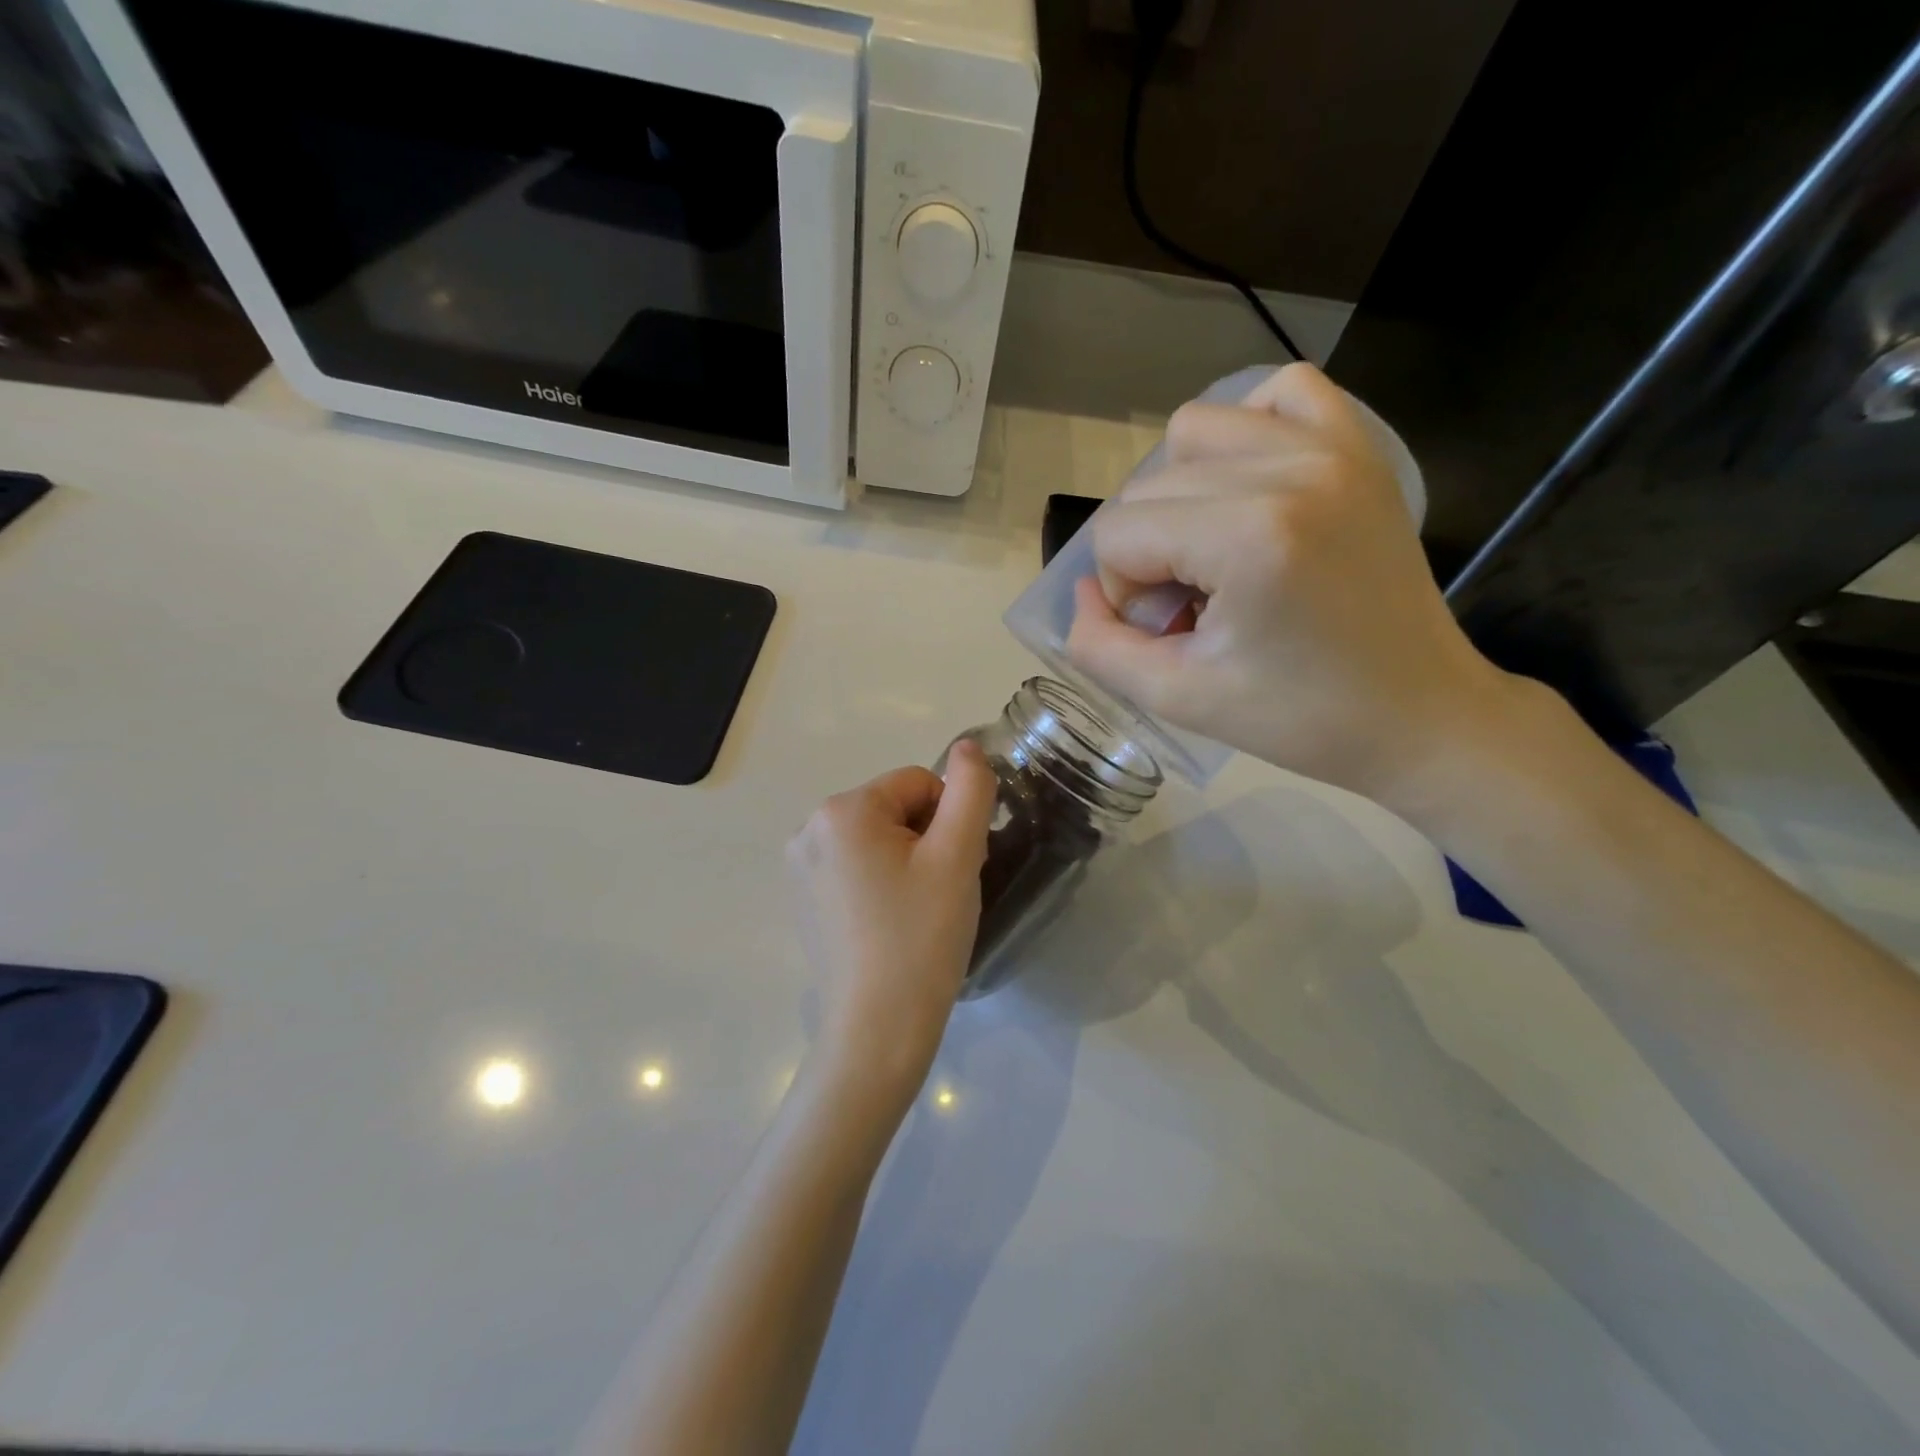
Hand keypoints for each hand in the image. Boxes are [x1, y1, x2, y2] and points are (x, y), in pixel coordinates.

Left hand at [787, 741, 997, 1114]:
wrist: (878, 1030)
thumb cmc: (921, 937)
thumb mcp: (958, 856)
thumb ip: (970, 790)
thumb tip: (967, 747)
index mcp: (843, 810)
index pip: (919, 783)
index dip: (949, 820)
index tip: (956, 868)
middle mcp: (810, 828)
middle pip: (895, 808)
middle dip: (928, 839)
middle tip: (941, 893)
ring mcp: (802, 867)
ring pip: (879, 838)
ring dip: (909, 861)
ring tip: (919, 911)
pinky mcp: (805, 899)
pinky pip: (857, 867)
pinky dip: (883, 883)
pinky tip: (893, 924)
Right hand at [1066, 362, 1514, 811]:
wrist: (1419, 714)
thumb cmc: (1299, 718)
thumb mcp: (1177, 697)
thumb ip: (1098, 645)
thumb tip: (1084, 592)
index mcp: (1247, 537)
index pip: (1118, 533)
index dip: (1124, 591)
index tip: (1171, 632)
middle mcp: (1289, 470)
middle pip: (1148, 486)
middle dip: (1149, 551)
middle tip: (1195, 606)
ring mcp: (1332, 448)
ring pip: (1195, 431)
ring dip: (1182, 492)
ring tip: (1217, 548)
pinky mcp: (1359, 446)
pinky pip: (1279, 394)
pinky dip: (1248, 432)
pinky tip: (1253, 489)